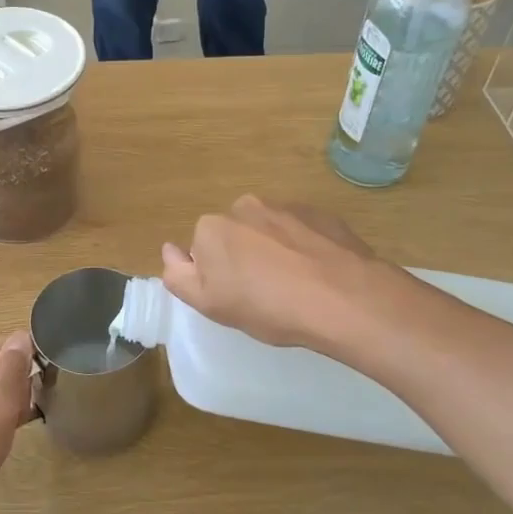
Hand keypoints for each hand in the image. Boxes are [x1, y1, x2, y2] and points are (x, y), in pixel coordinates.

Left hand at [0, 332, 34, 513]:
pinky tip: (2, 440)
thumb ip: (13, 366)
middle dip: (19, 389)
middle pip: (1, 367)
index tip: (39, 390)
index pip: (8, 345)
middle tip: (20, 414)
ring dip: (10, 407)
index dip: (28, 364)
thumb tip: (23, 337)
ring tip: (12, 429)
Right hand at [162, 197, 385, 351]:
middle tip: (265, 294)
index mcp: (212, 227)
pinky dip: (305, 248)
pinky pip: (302, 231)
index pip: (202, 249)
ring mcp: (285, 206)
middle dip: (244, 257)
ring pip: (269, 231)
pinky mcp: (321, 214)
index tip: (237, 297)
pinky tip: (318, 274)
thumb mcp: (210, 304)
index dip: (217, 275)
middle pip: (235, 234)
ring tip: (296, 285)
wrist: (343, 298)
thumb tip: (169, 250)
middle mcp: (244, 206)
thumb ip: (179, 275)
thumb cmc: (268, 306)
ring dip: (275, 251)